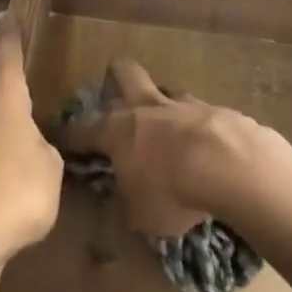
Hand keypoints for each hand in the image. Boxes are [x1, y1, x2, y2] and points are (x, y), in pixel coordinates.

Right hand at [58, 60, 263, 238]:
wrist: (231, 166)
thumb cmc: (171, 191)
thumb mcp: (137, 217)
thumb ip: (121, 210)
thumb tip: (112, 213)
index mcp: (116, 130)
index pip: (81, 128)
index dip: (69, 135)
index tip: (60, 140)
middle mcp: (145, 107)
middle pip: (123, 73)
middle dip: (116, 82)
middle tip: (117, 104)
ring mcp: (183, 104)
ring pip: (164, 91)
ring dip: (162, 108)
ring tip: (168, 134)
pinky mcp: (217, 110)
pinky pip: (200, 113)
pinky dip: (199, 128)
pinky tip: (208, 151)